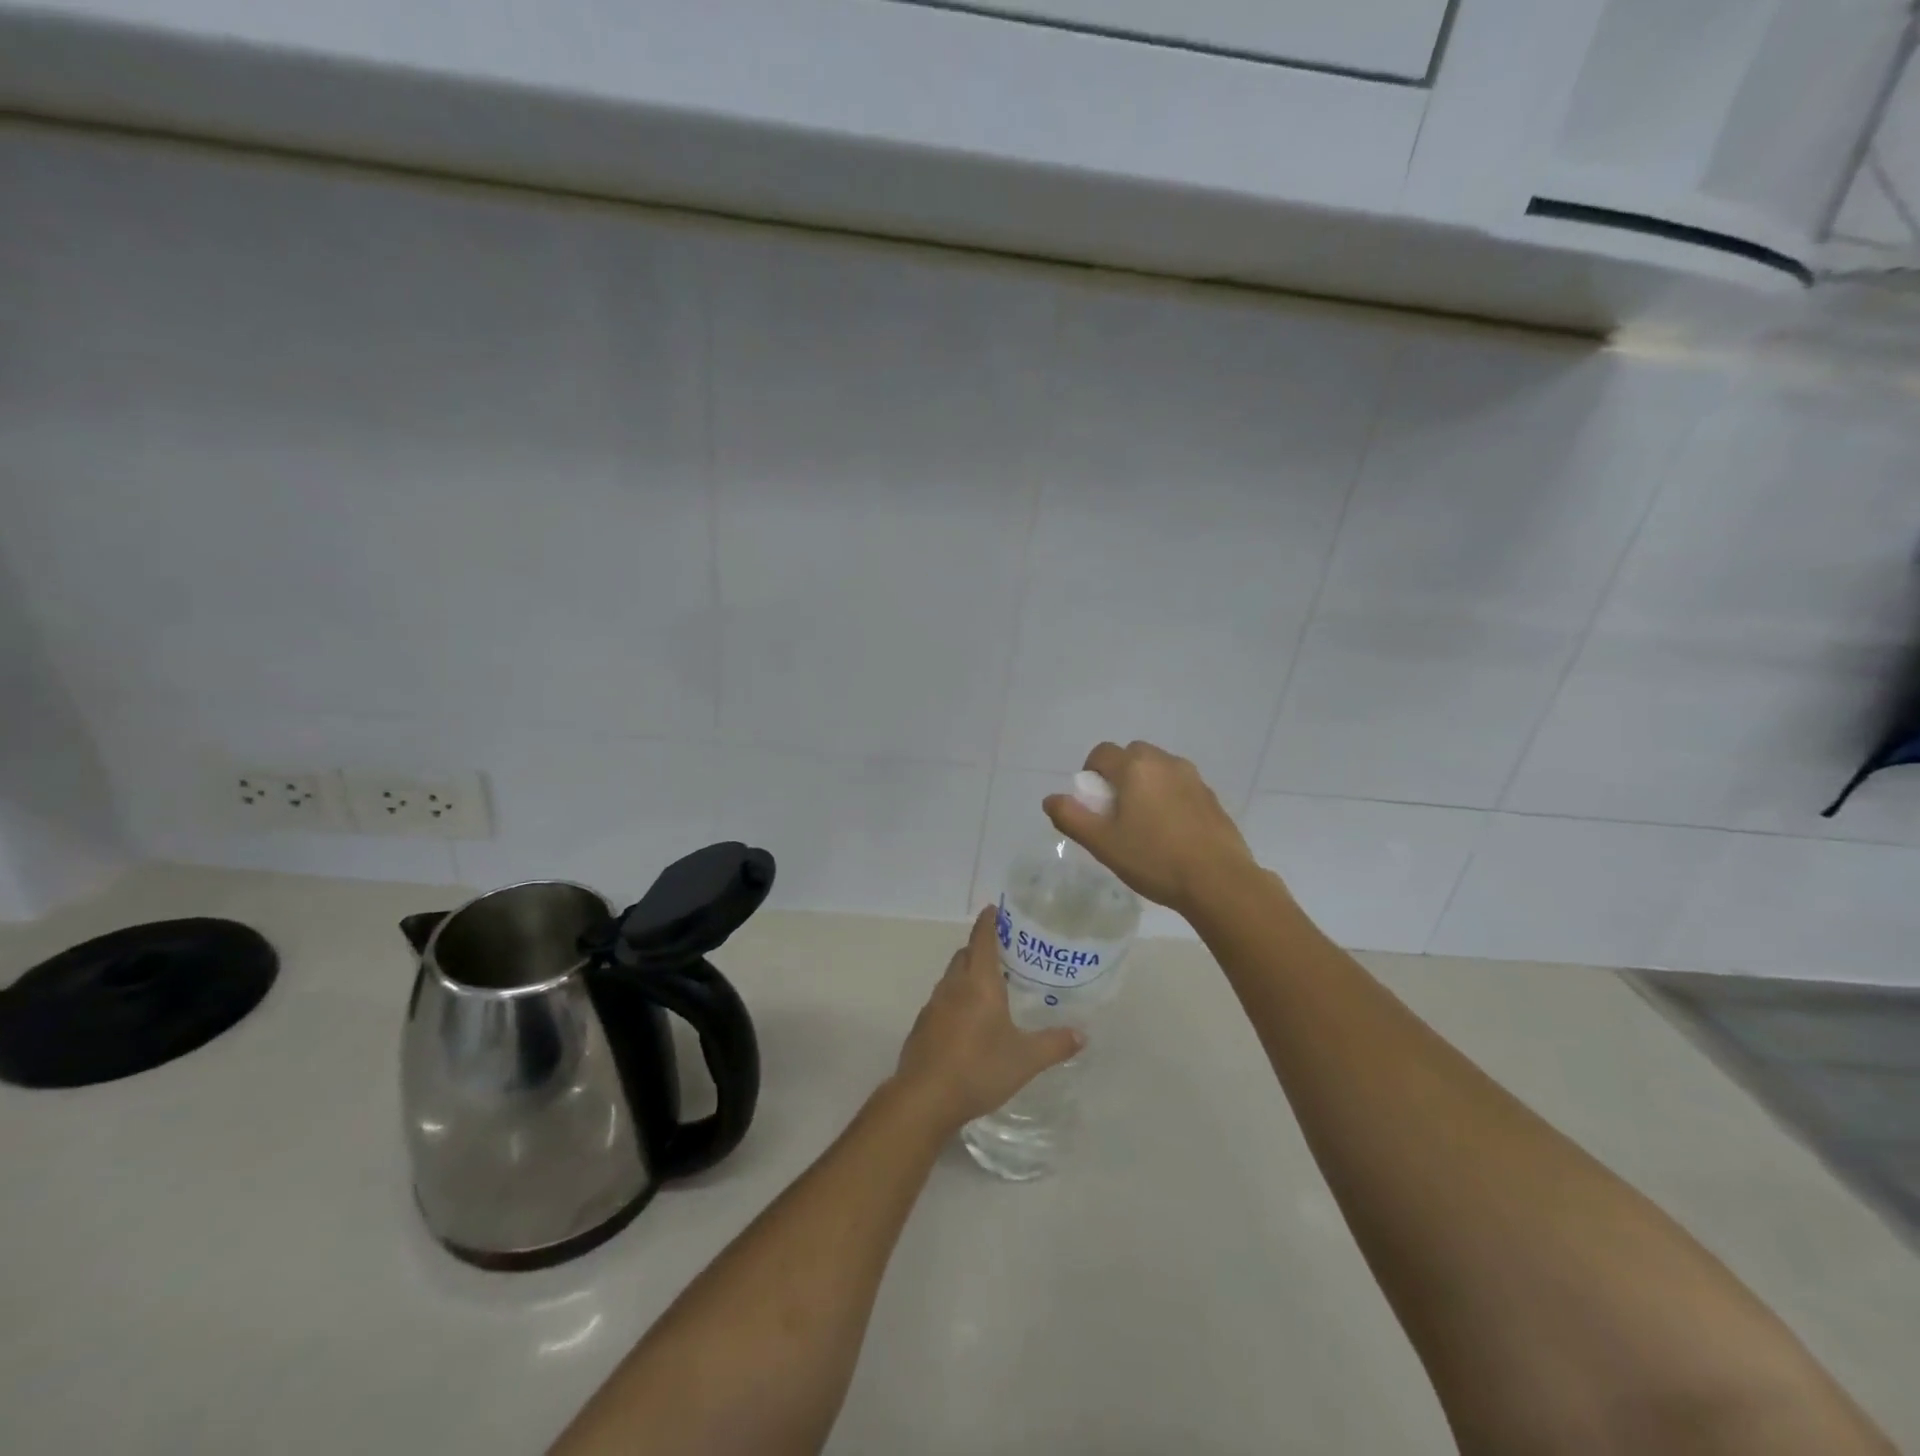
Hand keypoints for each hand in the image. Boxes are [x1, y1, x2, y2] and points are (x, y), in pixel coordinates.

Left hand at [892, 906, 1082, 1132]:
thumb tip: (1082, 1034)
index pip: (982, 939)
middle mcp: (953, 986)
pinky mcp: (922, 1026)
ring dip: (967, 974)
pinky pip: (942, 1001)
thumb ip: (1054, 1044)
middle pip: (965, 955)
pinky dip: (956, 998)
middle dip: (980, 948)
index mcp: (978, 983)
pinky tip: (968, 1021)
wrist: (924, 1098)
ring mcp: (933, 1006)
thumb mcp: (1025, 1059)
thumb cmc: (978, 1069)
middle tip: (1004, 953)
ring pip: (951, 977)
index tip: (995, 909)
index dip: (988, 921)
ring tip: (989, 987)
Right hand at [1044, 740, 1254, 918]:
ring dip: (1145, 786)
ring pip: (1158, 770)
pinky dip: (1169, 799)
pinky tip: (1171, 834)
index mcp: (1135, 766)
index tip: (1094, 806)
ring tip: (1145, 825)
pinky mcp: (1211, 797)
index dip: (1090, 775)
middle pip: (1131, 756)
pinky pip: (1180, 787)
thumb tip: (1051, 799)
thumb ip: (1071, 817)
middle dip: (1119, 776)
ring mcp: (1192, 778)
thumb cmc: (1153, 859)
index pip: (1101, 753)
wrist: (1218, 881)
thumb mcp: (1102, 843)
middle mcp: (1165, 762)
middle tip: (1116, 814)